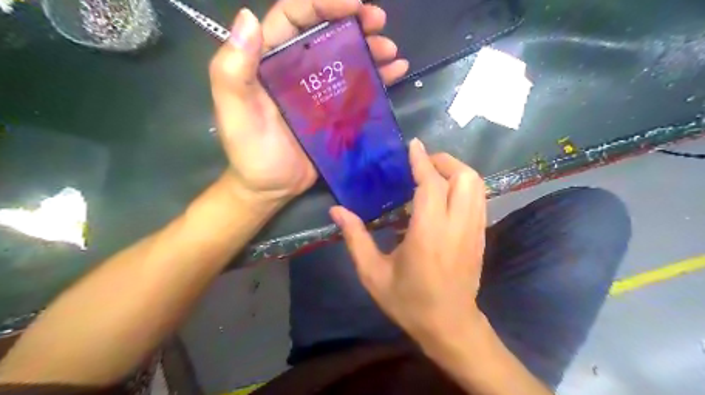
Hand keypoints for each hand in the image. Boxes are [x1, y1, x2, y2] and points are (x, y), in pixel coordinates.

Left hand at [208, 0, 408, 200]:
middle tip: (379, 21)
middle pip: (326, 32)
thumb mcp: (234, 113)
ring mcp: (319, 91)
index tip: (354, 3)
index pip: (294, 17)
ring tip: (391, 49)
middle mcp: (296, 69)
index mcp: (270, 61)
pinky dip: (379, 76)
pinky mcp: (336, 111)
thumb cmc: (251, 153)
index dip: (322, 2)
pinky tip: (397, 70)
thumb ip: (232, 71)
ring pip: (347, 58)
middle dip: (354, 20)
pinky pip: (359, 88)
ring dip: (371, 47)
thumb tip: (249, 18)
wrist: (271, 188)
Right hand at [333, 140, 487, 343]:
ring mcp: (475, 230)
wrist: (449, 326)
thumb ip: (355, 238)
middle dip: (444, 161)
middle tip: (422, 162)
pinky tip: (445, 193)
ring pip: (477, 185)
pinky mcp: (480, 236)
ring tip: (433, 173)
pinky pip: (479, 198)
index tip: (413, 145)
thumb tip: (336, 210)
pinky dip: (464, 185)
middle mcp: (457, 226)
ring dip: (456, 170)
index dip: (422, 161)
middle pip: (464, 177)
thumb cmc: (409, 302)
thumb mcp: (373, 274)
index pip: (431, 184)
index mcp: (428, 234)